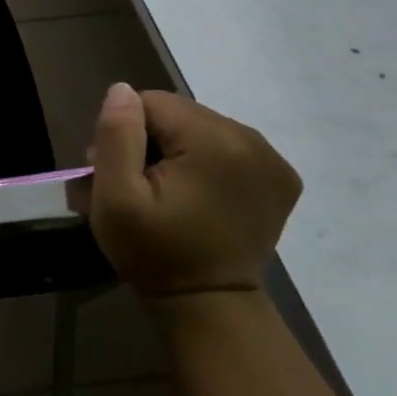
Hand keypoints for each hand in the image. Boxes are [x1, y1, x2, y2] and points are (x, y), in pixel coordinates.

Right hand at [67, 84, 301, 298]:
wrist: (209, 305)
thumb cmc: (154, 252)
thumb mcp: (115, 198)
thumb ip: (115, 136)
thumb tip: (121, 90)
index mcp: (214, 141)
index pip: (151, 102)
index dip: (126, 133)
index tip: (121, 173)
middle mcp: (251, 139)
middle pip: (178, 112)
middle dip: (151, 138)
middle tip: (139, 182)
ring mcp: (273, 158)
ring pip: (201, 125)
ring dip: (177, 148)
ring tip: (167, 188)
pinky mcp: (281, 176)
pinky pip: (227, 144)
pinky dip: (205, 159)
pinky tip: (198, 192)